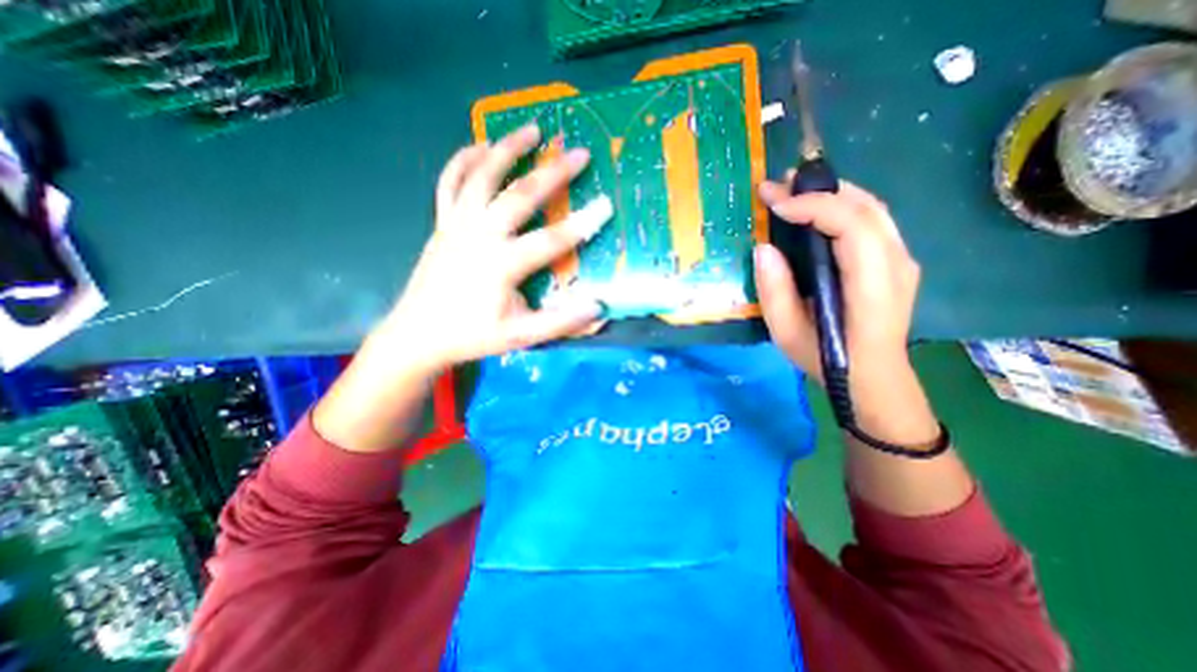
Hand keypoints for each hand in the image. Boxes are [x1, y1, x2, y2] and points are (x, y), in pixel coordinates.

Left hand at [375, 124, 615, 375]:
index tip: (606, 205)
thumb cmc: (472, 336)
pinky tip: (481, 145)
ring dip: (508, 150)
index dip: (582, 224)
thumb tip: (597, 307)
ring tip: (533, 129)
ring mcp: (457, 225)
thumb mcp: (520, 336)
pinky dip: (464, 159)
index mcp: (501, 266)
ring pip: (482, 176)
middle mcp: (479, 236)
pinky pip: (450, 181)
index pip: (551, 240)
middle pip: (519, 195)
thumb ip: (560, 322)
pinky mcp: (442, 222)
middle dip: (554, 173)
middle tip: (579, 153)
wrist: (419, 334)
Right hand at [757, 179, 933, 441]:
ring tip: (793, 191)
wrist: (872, 377)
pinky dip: (841, 206)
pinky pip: (871, 220)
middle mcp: (897, 264)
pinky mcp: (895, 261)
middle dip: (819, 189)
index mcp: (872, 286)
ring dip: (831, 193)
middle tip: (778, 186)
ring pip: (872, 208)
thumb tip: (764, 247)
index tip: (774, 204)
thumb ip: (774, 291)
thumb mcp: (787, 333)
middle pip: (866, 207)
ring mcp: (902, 260)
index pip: (852, 226)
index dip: (813, 206)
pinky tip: (815, 211)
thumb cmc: (827, 359)